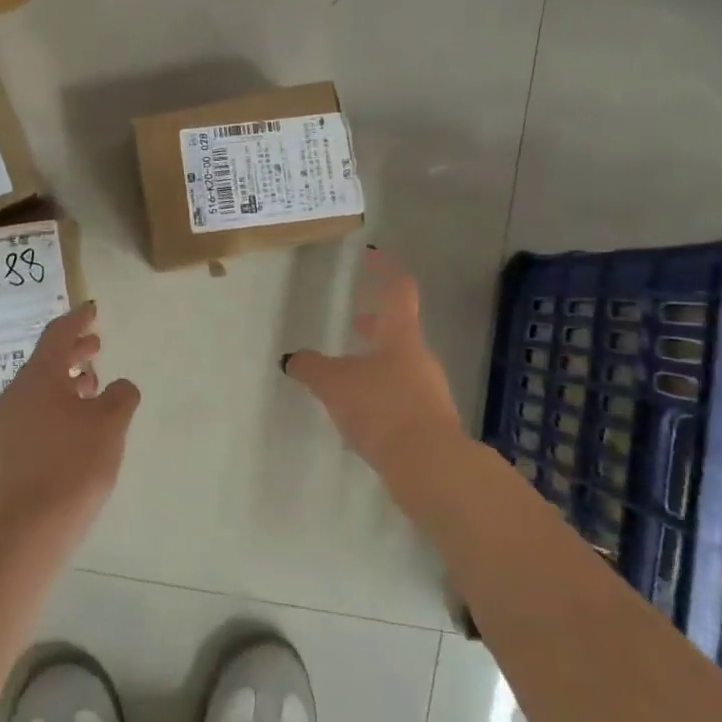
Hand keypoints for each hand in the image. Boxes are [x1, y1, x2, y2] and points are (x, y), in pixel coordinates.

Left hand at [0, 302, 140, 541]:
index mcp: (39, 376)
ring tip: (94, 382)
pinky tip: (80, 419)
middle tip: (97, 344)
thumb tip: (121, 387)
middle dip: (73, 349)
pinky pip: (39, 407)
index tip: (92, 309)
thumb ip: (121, 396)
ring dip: (68, 378)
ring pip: (42, 385)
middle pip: (47, 359)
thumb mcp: (109, 423)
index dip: (78, 320)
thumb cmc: (73, 464)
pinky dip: (61, 401)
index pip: (58, 335)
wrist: (30, 524)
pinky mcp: (14, 445)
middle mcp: (19, 392)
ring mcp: (12, 420)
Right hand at [285, 250, 462, 468]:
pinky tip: (360, 412)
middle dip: (375, 324)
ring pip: (399, 364)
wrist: (429, 465)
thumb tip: (292, 359)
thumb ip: (312, 368)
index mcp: (401, 338)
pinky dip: (381, 393)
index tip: (373, 256)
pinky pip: (401, 396)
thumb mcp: (335, 385)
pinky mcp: (428, 423)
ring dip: (376, 361)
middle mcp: (419, 359)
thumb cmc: (382, 408)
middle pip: (399, 331)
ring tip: (348, 372)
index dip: (385, 270)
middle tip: (355, 321)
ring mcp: (428, 391)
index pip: (398, 291)